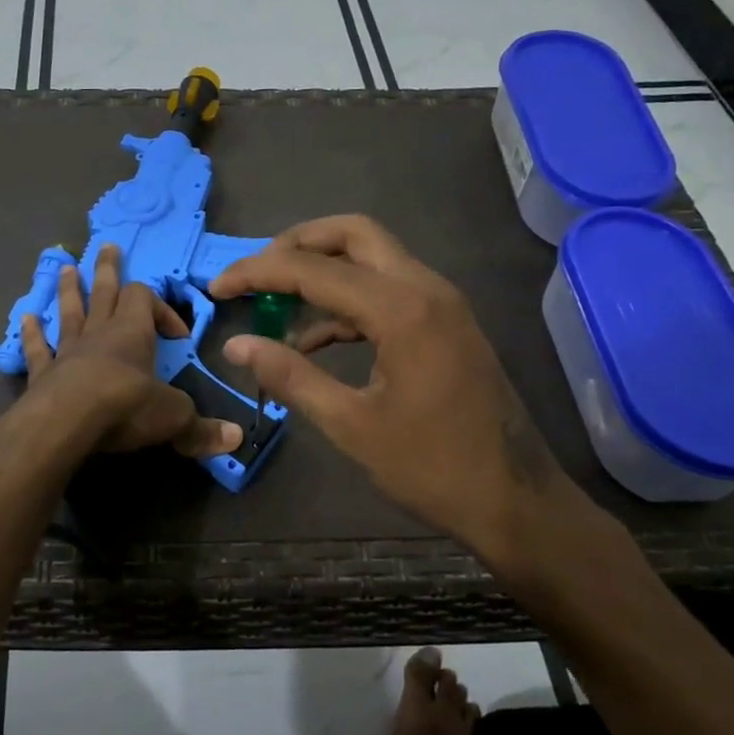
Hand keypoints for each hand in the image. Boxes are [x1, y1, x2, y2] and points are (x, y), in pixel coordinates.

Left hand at [20, 244, 241, 458]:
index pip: (146, 300)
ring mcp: (68, 351)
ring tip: (65, 269)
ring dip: (69, 290)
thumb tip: (235, 439)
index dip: (162, 309)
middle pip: (104, 291)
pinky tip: (25, 319)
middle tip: (107, 247)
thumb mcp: (173, 417)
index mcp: (132, 333)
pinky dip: (32, 334)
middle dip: (108, 270)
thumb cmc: (124, 407)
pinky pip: (39, 348)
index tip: (178, 336)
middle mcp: (99, 333)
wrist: (64, 423)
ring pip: (69, 311)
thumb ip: (201, 428)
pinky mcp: (43, 374)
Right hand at [210, 215, 578, 555]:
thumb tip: (237, 345)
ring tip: (275, 305)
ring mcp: (441, 303)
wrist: (515, 499)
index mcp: (402, 309)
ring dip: (323, 271)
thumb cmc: (432, 467)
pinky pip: (388, 291)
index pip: (314, 269)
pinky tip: (315, 340)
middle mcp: (425, 288)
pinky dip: (347, 301)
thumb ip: (291, 376)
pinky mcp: (446, 322)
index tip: (218, 287)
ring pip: (373, 258)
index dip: (258, 272)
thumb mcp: (351, 425)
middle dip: (297, 245)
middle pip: (352, 235)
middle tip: (256, 274)